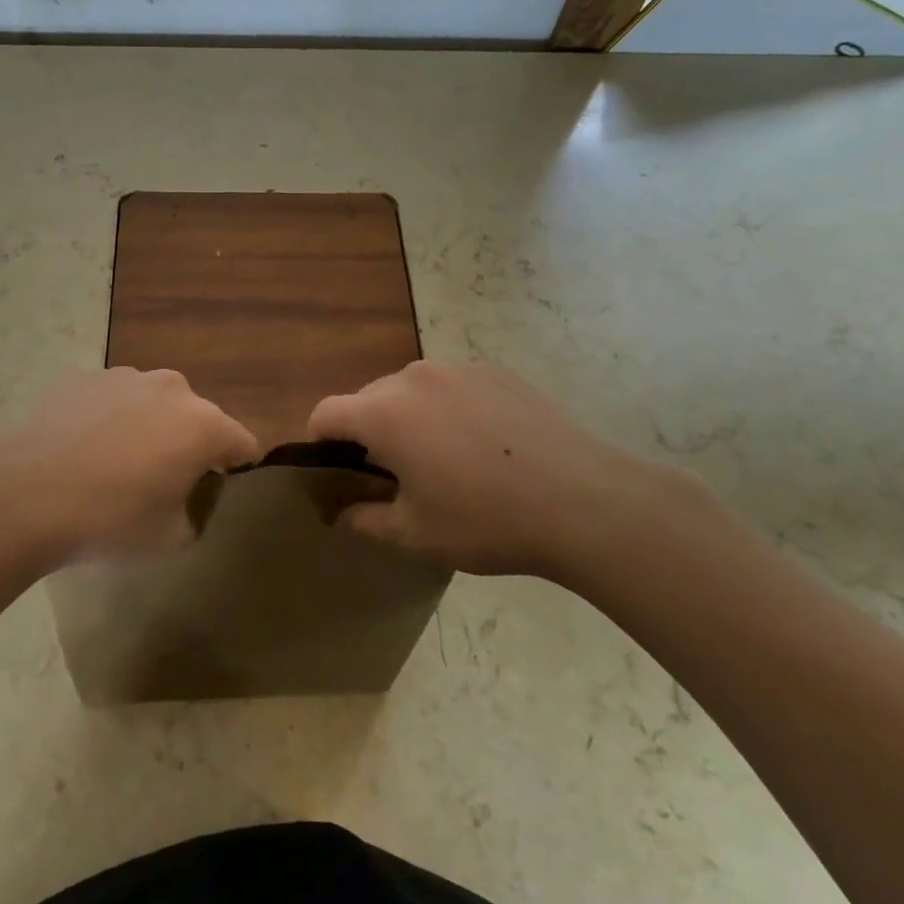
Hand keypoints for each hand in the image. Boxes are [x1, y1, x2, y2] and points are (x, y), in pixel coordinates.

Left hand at [0, 368, 257, 569]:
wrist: (23, 492)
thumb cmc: (109, 519)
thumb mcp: (169, 538)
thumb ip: (194, 515)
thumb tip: (186, 501)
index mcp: (204, 425)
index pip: (243, 444)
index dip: (236, 469)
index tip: (216, 491)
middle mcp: (173, 388)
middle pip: (198, 418)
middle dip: (189, 445)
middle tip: (160, 482)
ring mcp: (126, 376)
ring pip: (154, 404)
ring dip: (149, 427)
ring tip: (114, 464)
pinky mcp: (85, 376)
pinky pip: (114, 399)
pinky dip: (110, 419)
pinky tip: (81, 450)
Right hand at [307, 361, 712, 580]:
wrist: (584, 501)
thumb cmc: (487, 521)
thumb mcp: (416, 534)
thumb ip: (366, 520)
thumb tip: (343, 512)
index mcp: (384, 412)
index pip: (326, 414)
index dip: (319, 443)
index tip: (335, 472)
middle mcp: (414, 378)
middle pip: (369, 398)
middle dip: (368, 433)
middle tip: (395, 476)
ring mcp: (459, 370)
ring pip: (412, 390)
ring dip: (410, 418)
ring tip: (445, 460)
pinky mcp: (497, 372)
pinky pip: (453, 387)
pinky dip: (451, 410)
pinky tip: (486, 447)